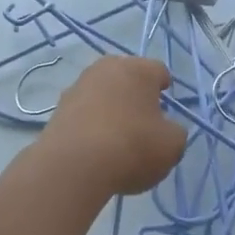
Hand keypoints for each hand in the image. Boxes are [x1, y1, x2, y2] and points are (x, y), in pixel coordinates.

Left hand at [38, 56, 186, 196]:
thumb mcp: (173, 145)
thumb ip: (175, 131)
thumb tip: (165, 128)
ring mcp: (78, 86)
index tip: (166, 108)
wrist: (74, 165)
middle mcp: (106, 68)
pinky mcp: (58, 108)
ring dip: (111, 107)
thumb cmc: (132, 147)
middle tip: (143, 120)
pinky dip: (91, 123)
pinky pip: (84, 112)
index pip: (159, 71)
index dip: (165, 88)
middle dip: (136, 94)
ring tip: (117, 136)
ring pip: (103, 93)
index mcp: (138, 69)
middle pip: (127, 77)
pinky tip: (96, 146)